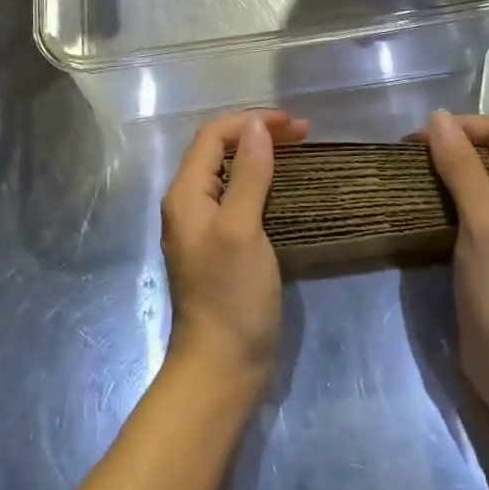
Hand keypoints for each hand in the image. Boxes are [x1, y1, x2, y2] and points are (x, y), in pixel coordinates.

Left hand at [160, 109, 308, 395]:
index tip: (292, 124)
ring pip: (230, 174)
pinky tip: (285, 188)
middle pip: (220, 151)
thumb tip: (256, 127)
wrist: (222, 367)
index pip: (213, 137)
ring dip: (261, 156)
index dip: (250, 122)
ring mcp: (203, 227)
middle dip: (258, 134)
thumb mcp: (242, 229)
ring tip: (298, 151)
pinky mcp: (221, 246)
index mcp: (186, 194)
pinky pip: (238, 198)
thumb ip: (249, 175)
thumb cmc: (231, 295)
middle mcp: (189, 204)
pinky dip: (262, 182)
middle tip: (302, 134)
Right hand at [416, 110, 488, 415]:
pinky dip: (451, 199)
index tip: (419, 142)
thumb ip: (461, 166)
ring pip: (481, 180)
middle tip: (411, 159)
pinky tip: (426, 210)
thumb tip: (438, 117)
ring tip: (412, 180)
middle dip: (452, 146)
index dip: (461, 127)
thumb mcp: (482, 219)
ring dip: (448, 173)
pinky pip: (475, 207)